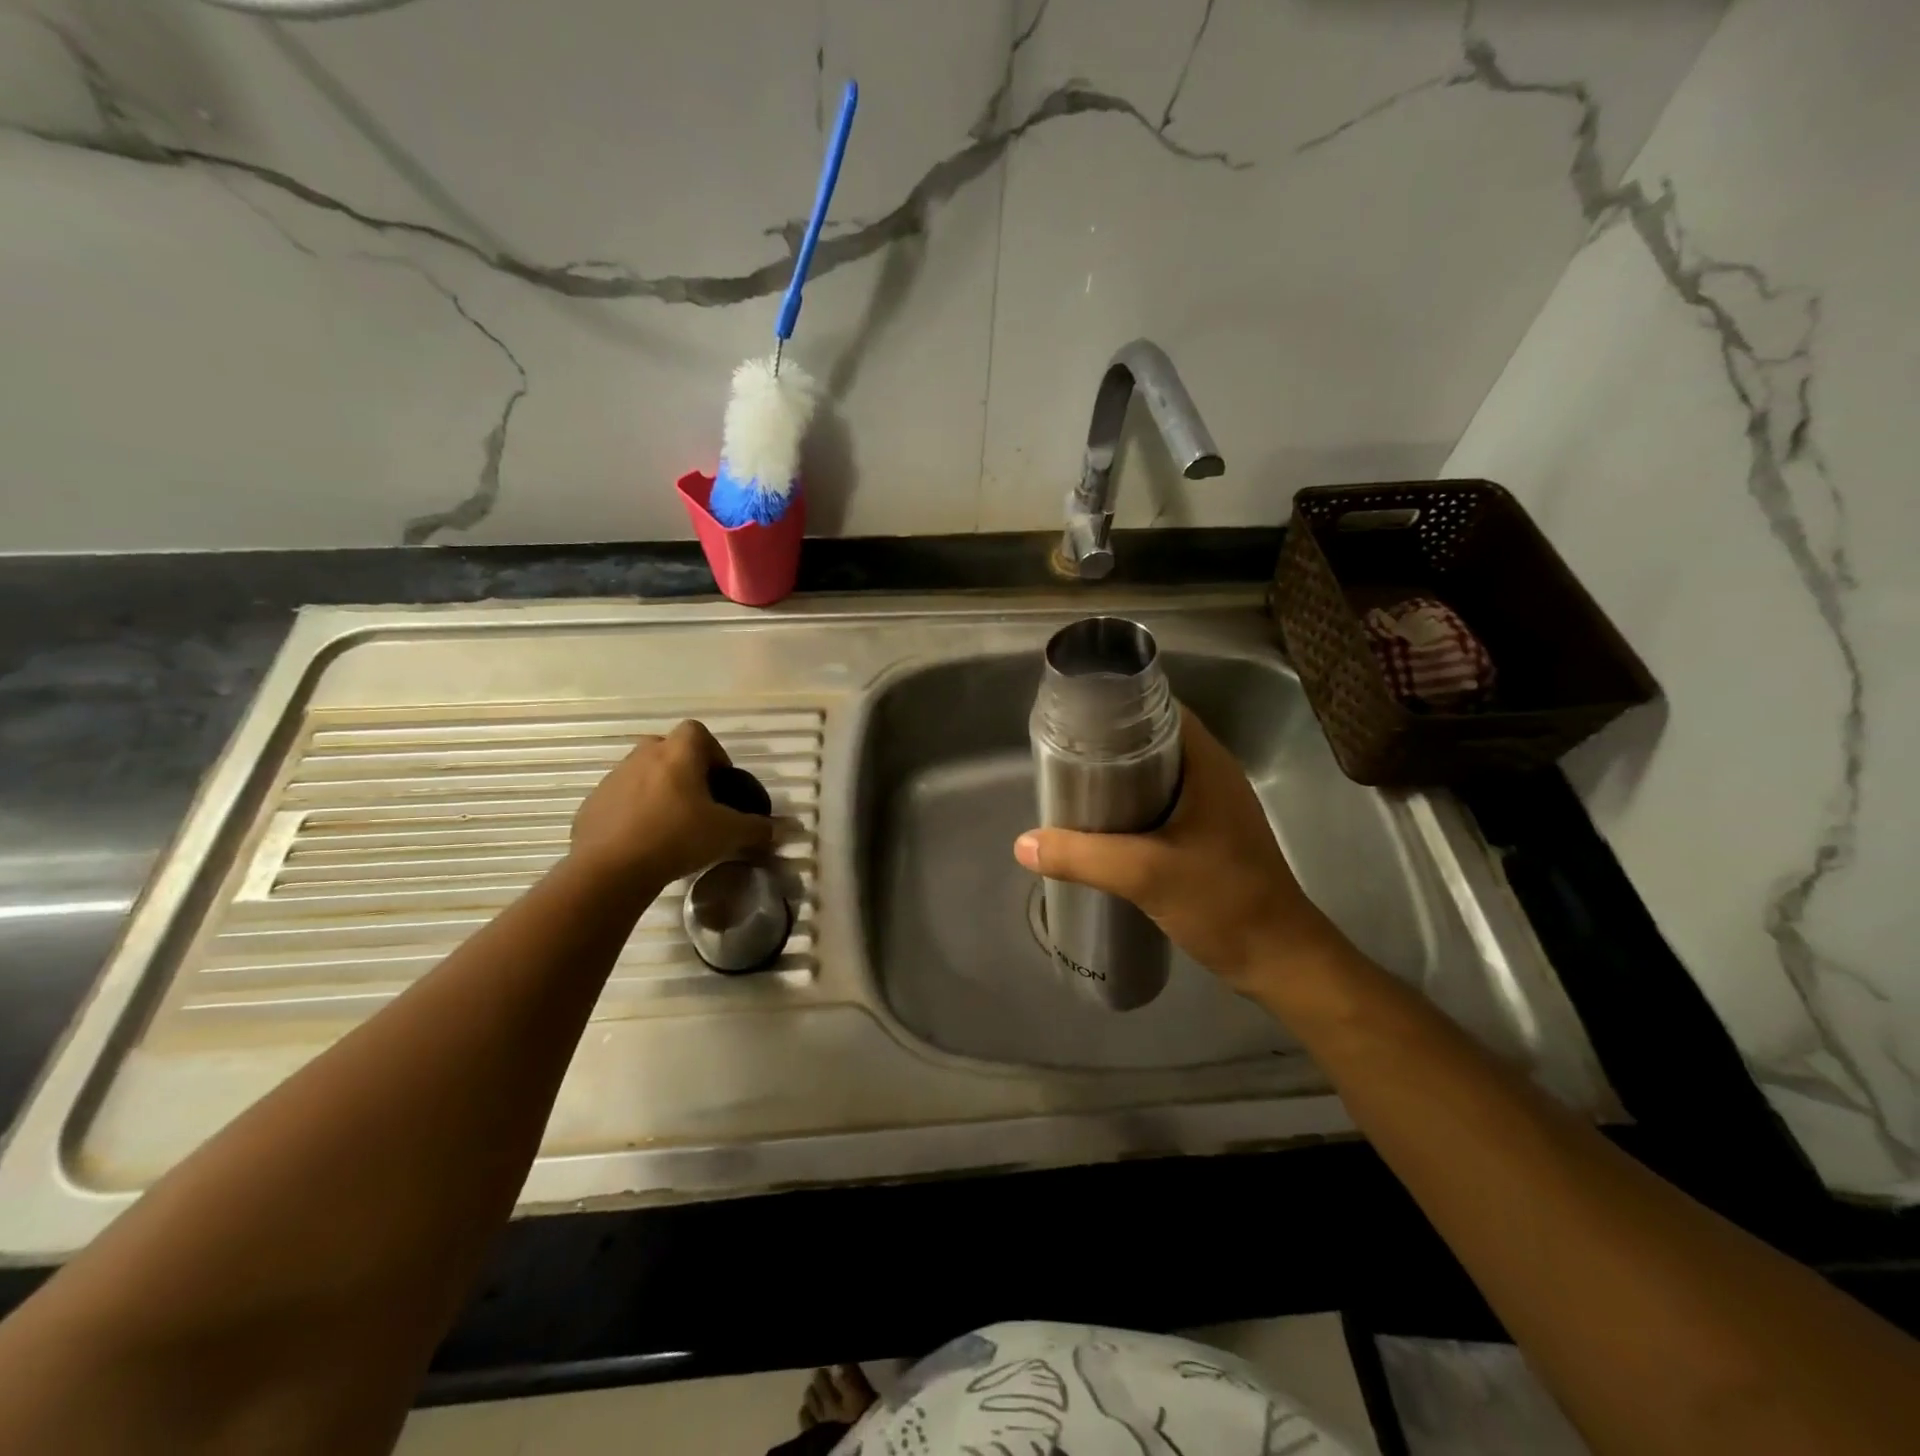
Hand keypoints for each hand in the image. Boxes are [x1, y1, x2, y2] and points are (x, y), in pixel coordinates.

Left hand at [570, 721, 772, 888]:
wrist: (610, 869)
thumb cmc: (676, 837)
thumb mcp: (728, 834)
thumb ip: (758, 828)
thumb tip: (785, 829)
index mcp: (677, 753)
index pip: (697, 731)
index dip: (713, 752)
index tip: (720, 783)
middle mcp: (643, 756)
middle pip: (668, 749)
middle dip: (684, 770)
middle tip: (698, 803)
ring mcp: (613, 779)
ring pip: (642, 774)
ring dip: (658, 790)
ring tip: (671, 825)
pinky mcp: (592, 804)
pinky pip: (620, 799)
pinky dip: (633, 812)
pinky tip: (643, 841)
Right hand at [1013, 705, 1345, 992]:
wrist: (1278, 959)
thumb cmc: (1223, 901)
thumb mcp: (1145, 874)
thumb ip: (1082, 857)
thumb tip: (1022, 844)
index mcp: (1207, 763)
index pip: (1159, 710)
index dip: (1116, 708)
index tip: (1073, 721)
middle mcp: (1212, 774)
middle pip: (1151, 741)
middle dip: (1107, 746)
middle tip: (1063, 758)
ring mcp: (1212, 807)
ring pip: (1155, 776)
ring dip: (1117, 780)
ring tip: (1073, 789)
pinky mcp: (1207, 835)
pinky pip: (1161, 805)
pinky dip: (1130, 807)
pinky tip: (1101, 828)